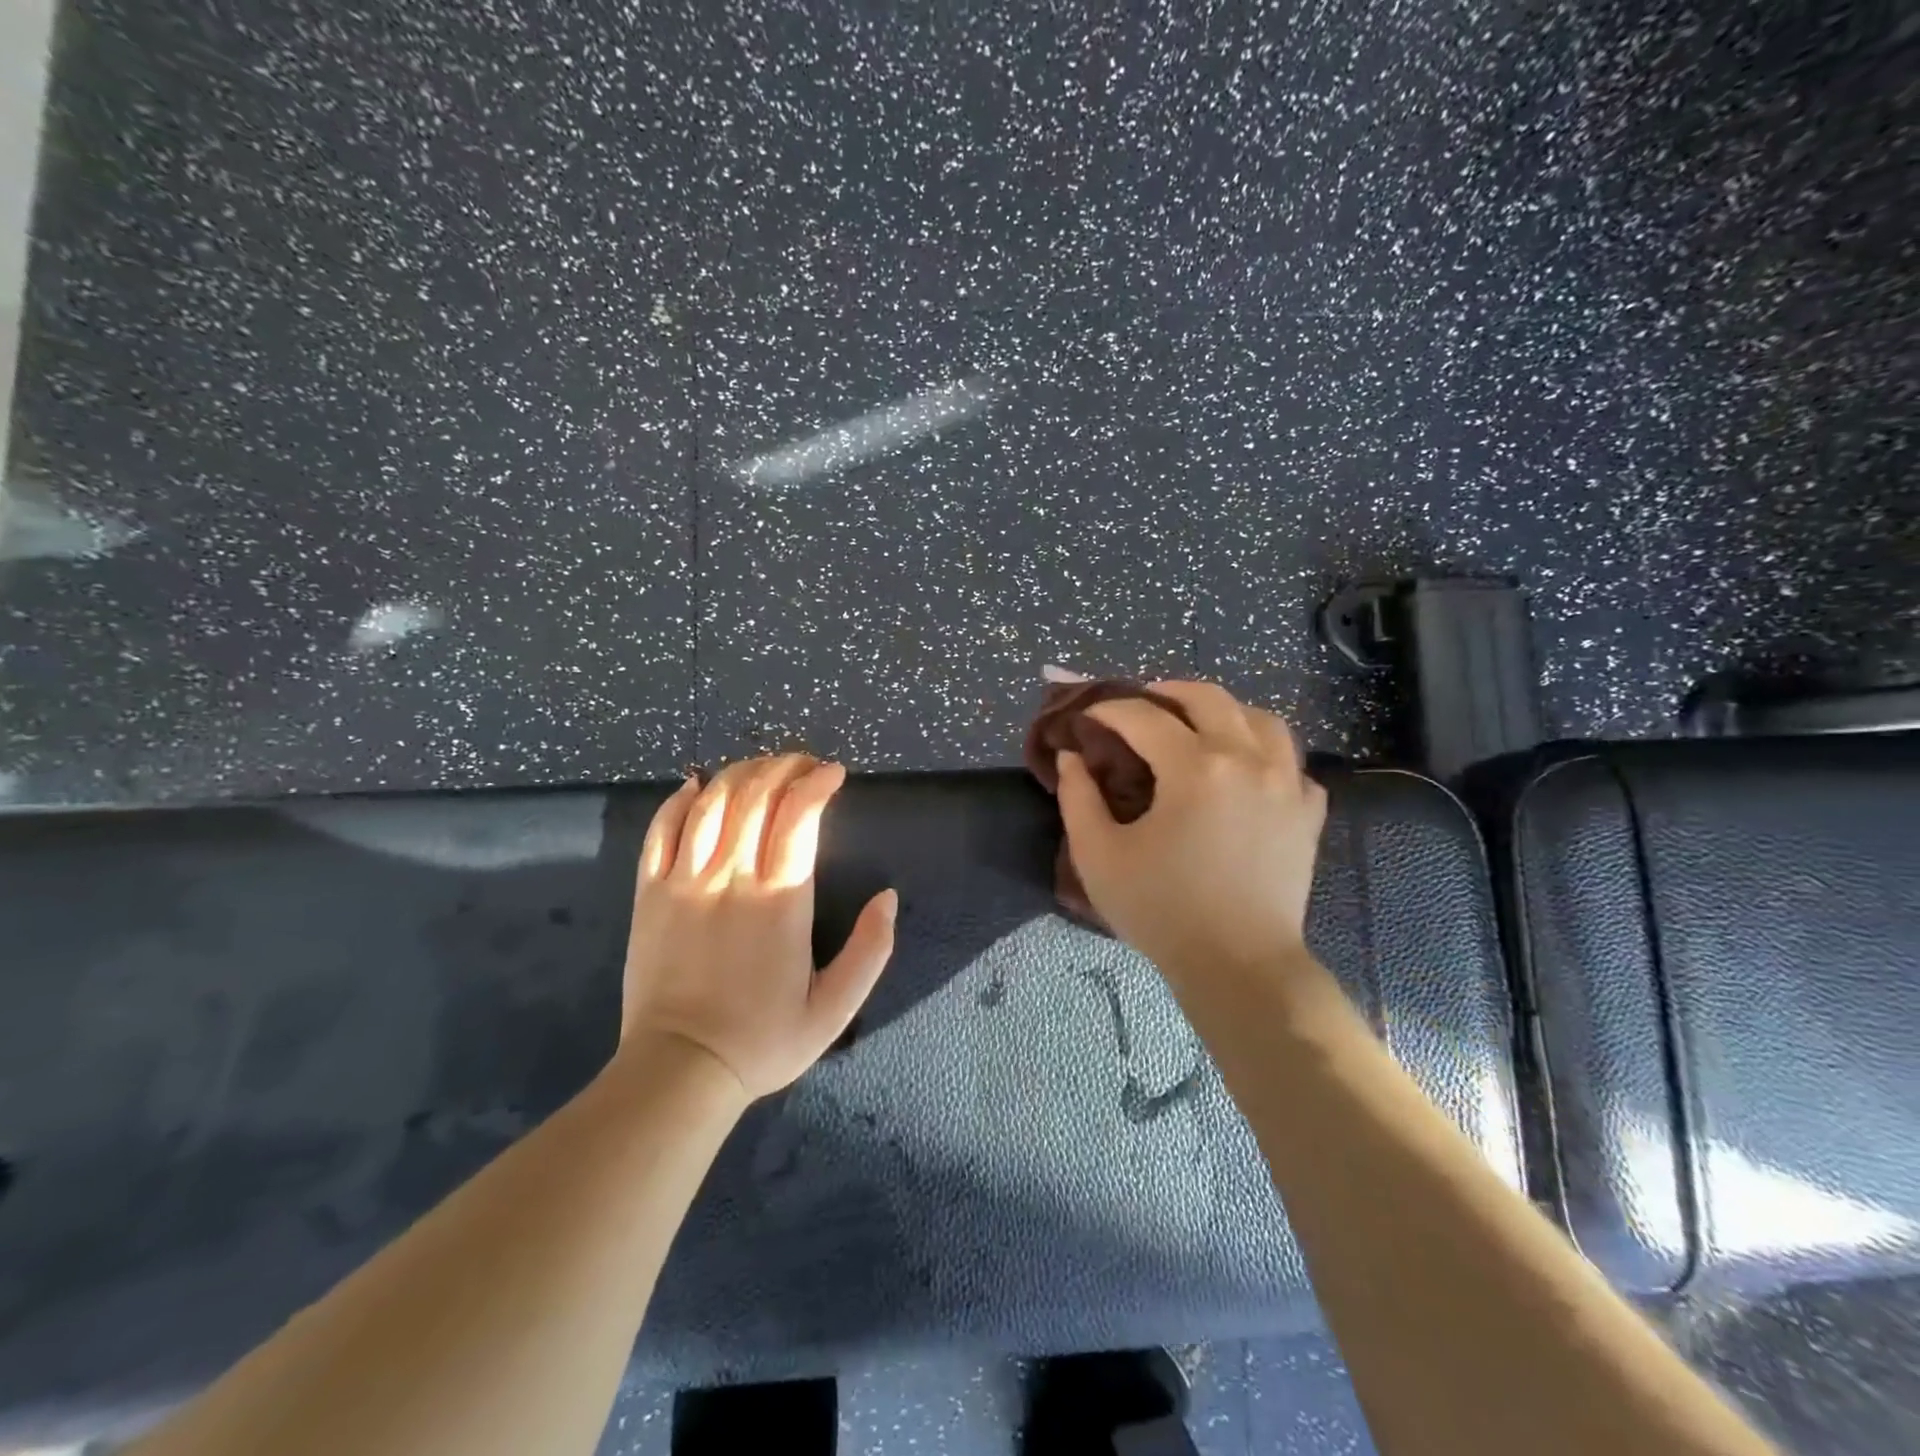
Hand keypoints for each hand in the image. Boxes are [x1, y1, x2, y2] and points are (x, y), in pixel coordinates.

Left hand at [619, 755, 896, 1099]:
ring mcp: (684, 881)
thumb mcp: (834, 1009)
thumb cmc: (763, 1039)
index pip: (798, 815)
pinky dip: (680, 800)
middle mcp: (731, 877)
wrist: (679, 1070)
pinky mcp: (650, 893)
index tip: (835, 773)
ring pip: (710, 802)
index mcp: (780, 900)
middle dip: (784, 767)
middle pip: (755, 795)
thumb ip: (871, 951)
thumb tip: (889, 897)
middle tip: (803, 764)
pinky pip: (661, 830)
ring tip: (761, 768)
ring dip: (739, 773)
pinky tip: (695, 786)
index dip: (817, 782)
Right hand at [1054, 680, 1326, 988]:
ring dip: (1225, 712)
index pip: (1145, 717)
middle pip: (1210, 699)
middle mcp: (1248, 761)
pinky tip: (1247, 771)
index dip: (1110, 709)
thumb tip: (1073, 758)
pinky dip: (1266, 754)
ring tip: (1200, 725)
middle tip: (1143, 701)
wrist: (1239, 966)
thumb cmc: (1161, 911)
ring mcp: (1286, 784)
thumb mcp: (1099, 856)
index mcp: (1196, 768)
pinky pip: (1292, 764)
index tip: (1089, 715)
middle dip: (1168, 692)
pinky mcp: (1307, 813)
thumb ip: (1078, 798)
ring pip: (1262, 720)